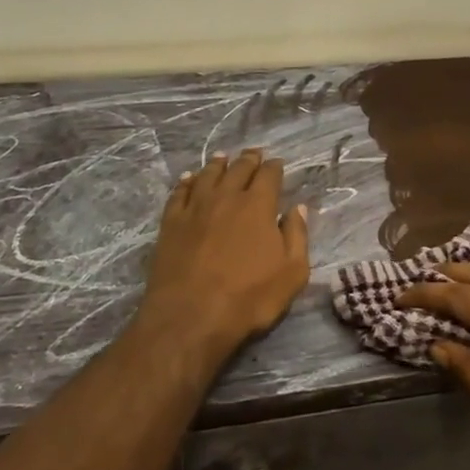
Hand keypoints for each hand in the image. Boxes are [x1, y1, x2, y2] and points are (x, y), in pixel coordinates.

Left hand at [142, 150, 310, 354]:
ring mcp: (195, 208)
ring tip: (222, 157)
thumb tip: (298, 208)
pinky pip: (179, 193)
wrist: (190, 317)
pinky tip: (189, 178)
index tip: (277, 163)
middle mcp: (226, 197)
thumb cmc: (248, 298)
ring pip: (207, 176)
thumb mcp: (291, 273)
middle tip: (253, 153)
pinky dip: (186, 182)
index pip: (268, 176)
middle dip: (248, 159)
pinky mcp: (171, 223)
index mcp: (258, 206)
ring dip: (217, 164)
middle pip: (238, 169)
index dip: (274, 167)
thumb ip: (297, 236)